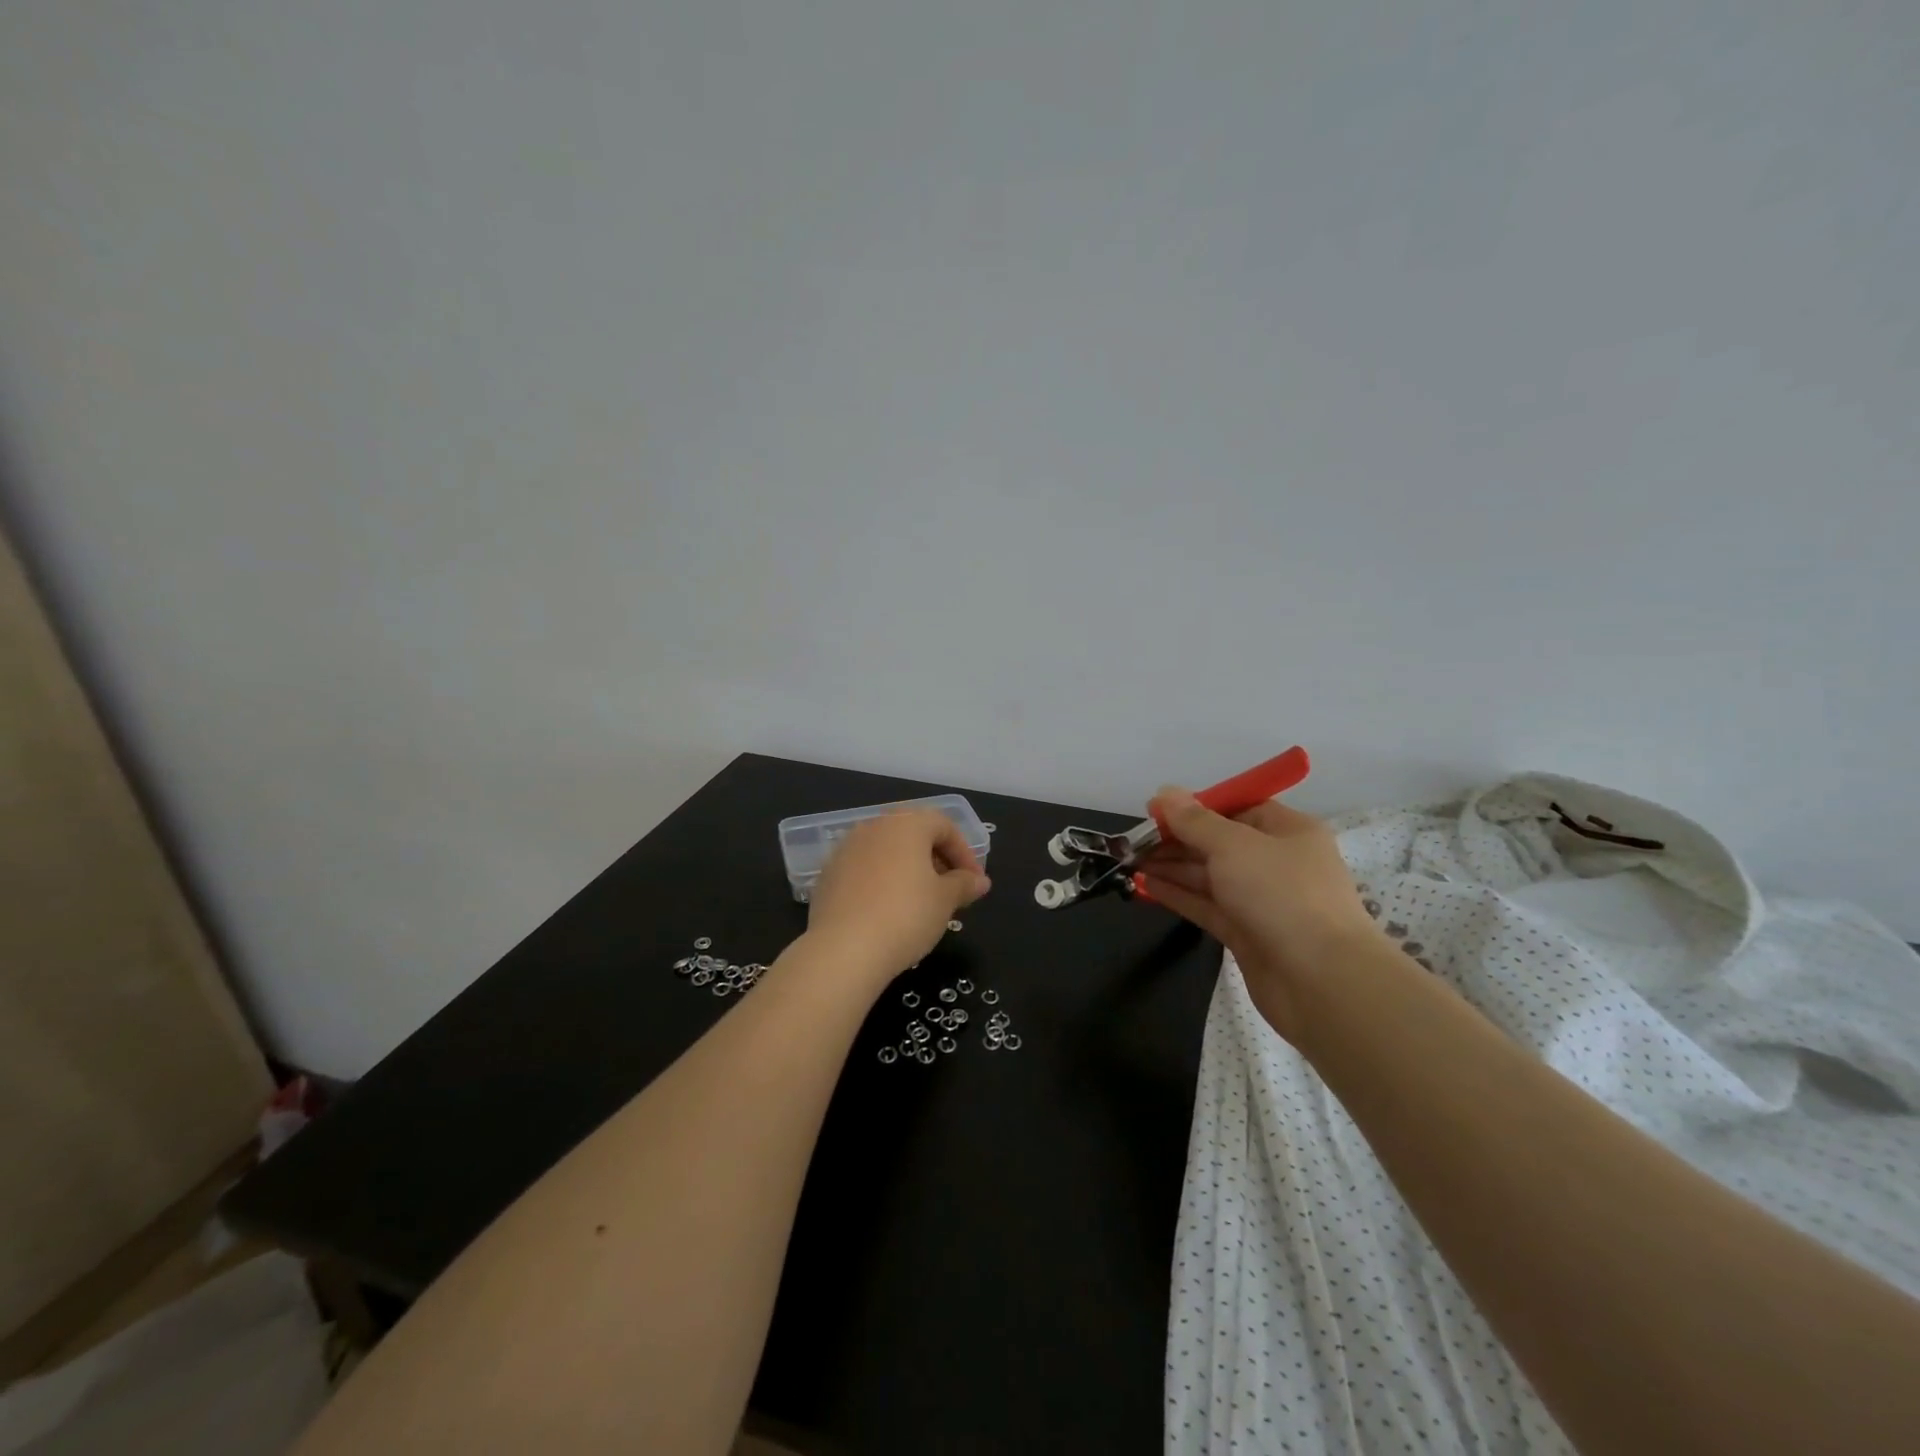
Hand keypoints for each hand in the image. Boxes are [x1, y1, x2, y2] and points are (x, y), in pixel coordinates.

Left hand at [805, 811, 991, 986]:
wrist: (843, 950)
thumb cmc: (905, 916)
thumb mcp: (945, 901)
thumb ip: (964, 884)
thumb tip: (979, 881)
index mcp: (906, 824)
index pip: (944, 825)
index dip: (964, 853)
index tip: (974, 883)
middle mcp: (874, 826)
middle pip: (913, 833)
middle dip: (935, 858)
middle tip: (950, 889)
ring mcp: (846, 849)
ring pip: (886, 850)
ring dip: (908, 869)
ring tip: (920, 902)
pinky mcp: (828, 874)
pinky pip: (864, 869)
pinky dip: (881, 882)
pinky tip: (887, 911)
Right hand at [1138, 788, 1388, 1042]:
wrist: (1322, 981)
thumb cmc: (1281, 894)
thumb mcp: (1233, 845)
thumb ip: (1194, 821)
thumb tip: (1163, 793)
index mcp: (1288, 831)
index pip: (1238, 808)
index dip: (1196, 807)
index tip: (1155, 810)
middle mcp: (1276, 862)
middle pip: (1219, 842)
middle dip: (1177, 839)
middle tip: (1134, 840)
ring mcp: (1262, 900)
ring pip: (1209, 875)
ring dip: (1171, 866)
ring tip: (1130, 861)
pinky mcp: (1247, 933)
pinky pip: (1206, 905)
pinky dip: (1177, 894)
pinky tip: (1145, 886)